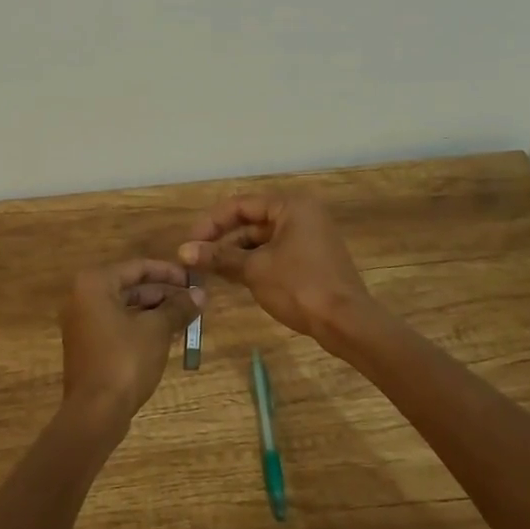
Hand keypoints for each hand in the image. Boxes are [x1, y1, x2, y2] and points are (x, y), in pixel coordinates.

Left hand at [58, 259, 203, 425]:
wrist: (95, 412)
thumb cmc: (125, 360)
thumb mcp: (157, 330)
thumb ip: (178, 308)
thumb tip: (200, 294)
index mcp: (95, 284)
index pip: (138, 267)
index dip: (169, 272)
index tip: (194, 279)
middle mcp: (83, 298)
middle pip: (131, 287)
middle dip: (164, 294)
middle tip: (194, 300)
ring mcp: (83, 324)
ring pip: (126, 308)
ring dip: (156, 312)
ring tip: (187, 318)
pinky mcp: (89, 346)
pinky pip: (119, 326)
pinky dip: (142, 327)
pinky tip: (169, 336)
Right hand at [178, 192, 372, 340]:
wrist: (346, 323)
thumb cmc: (299, 286)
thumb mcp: (254, 270)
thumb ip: (219, 256)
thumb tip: (183, 251)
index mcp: (290, 206)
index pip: (240, 205)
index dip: (211, 223)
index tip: (189, 242)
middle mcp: (301, 214)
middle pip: (251, 220)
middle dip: (222, 239)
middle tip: (195, 257)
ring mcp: (308, 236)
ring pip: (262, 238)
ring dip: (235, 252)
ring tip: (208, 269)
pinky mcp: (311, 258)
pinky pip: (274, 252)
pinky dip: (253, 261)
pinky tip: (232, 276)